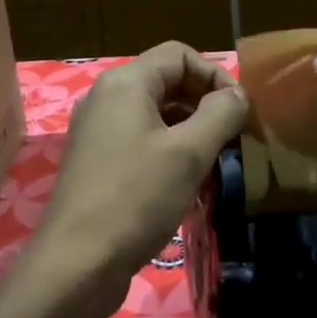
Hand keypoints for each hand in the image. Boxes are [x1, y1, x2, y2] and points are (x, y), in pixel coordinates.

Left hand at [27, 42, 246, 317]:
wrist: (77, 264)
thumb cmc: (136, 199)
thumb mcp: (189, 153)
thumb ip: (220, 113)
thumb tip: (237, 94)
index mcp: (124, 84)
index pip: (179, 54)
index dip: (215, 75)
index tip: (239, 111)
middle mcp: (106, 99)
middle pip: (166, 81)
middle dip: (204, 102)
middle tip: (234, 136)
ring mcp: (98, 133)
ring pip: (155, 114)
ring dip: (190, 128)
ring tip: (216, 159)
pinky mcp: (98, 164)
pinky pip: (141, 141)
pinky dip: (169, 150)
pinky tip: (188, 181)